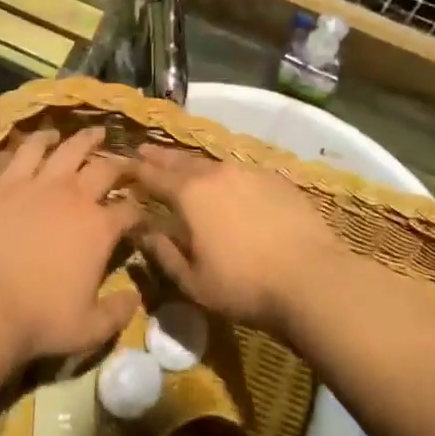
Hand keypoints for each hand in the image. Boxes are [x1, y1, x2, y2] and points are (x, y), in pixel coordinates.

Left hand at [0, 128, 141, 363]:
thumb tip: (135, 298)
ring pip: (70, 149)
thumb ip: (118, 312)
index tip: (141, 212)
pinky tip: (47, 135)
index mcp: (101, 228)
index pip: (130, 210)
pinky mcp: (8, 183)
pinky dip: (41, 139)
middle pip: (105, 169)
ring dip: (86, 139)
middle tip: (126, 162)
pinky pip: (28, 151)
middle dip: (120, 164)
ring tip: (95, 132)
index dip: (139, 209)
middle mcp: (76, 197)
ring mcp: (41, 184)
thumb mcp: (91, 329)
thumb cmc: (41, 319)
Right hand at [129, 147, 343, 334]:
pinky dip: (225, 174)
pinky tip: (227, 182)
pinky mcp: (276, 180)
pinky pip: (240, 171)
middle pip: (181, 161)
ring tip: (183, 165)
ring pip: (212, 164)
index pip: (153, 176)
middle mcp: (217, 173)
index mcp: (190, 194)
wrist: (311, 277)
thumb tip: (141, 231)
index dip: (136, 170)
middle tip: (145, 151)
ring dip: (193, 164)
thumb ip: (163, 252)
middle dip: (161, 158)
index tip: (123, 163)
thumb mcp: (193, 281)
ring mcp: (249, 172)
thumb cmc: (244, 285)